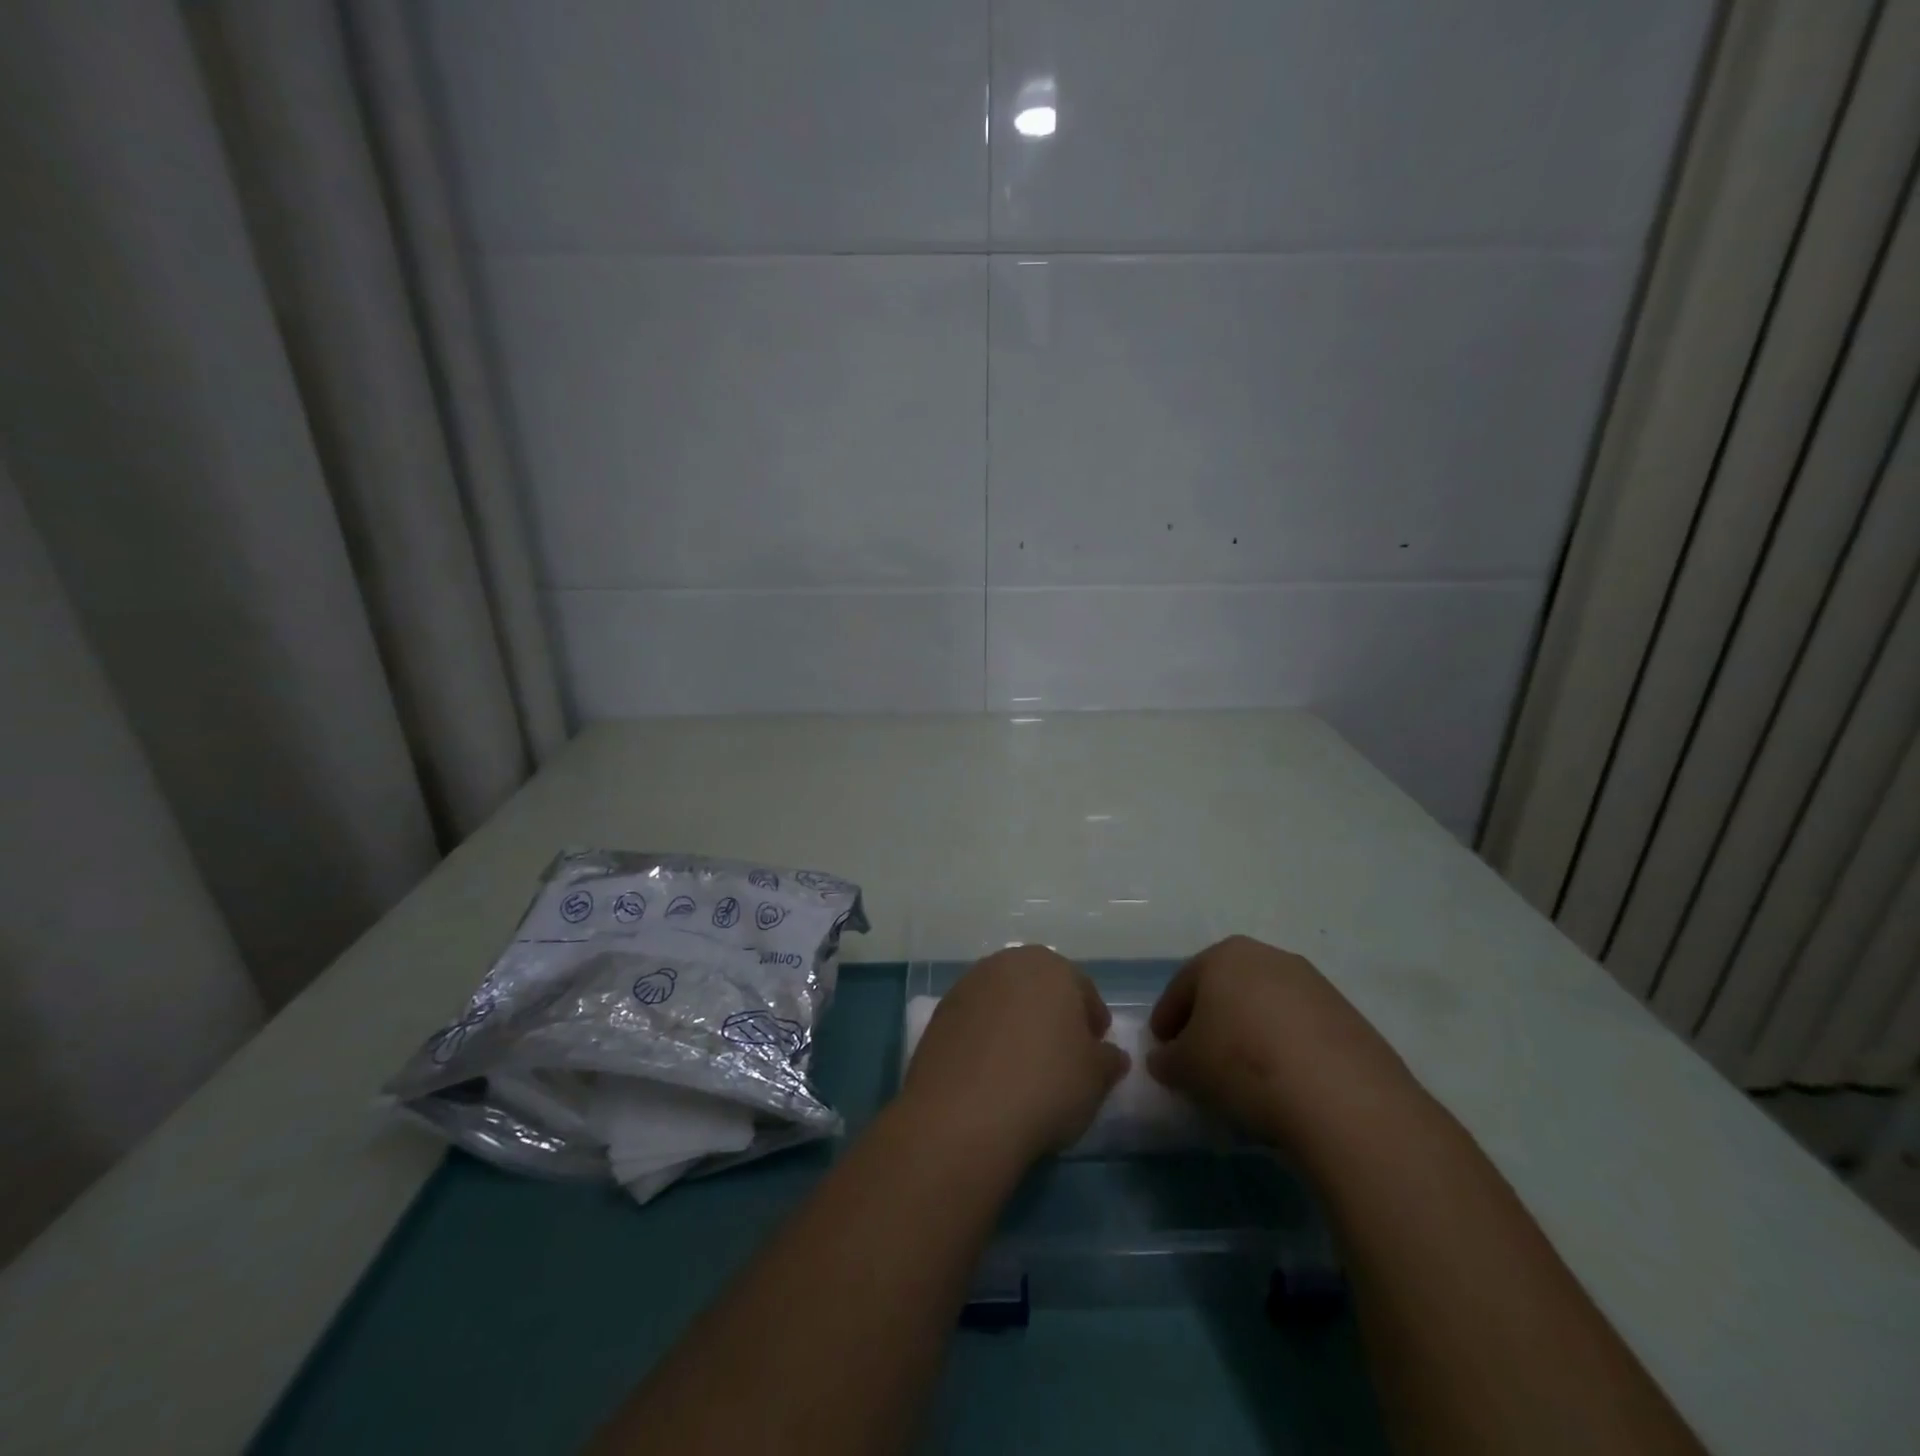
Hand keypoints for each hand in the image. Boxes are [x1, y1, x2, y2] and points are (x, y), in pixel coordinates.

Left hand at [900, 945, 1129, 1167]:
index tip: (1096, 1048)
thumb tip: (1110, 1055)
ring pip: (1003, 1001)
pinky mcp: (939, 1013)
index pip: (1081, 988)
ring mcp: (968, 985)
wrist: (964, 1113)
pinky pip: (974, 1021)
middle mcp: (1007, 963)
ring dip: (1015, 1024)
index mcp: (1050, 967)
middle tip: (1061, 1054)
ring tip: (1023, 1066)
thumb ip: (1107, 1060)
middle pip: (1038, 987)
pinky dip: (985, 1039)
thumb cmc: (1046, 1085)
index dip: (1092, 1019)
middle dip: (1052, 1014)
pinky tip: (990, 1073)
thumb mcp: (1096, 1079)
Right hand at [1148, 936, 1421, 1156]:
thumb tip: (1165, 1059)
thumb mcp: (1186, 1067)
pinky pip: (1301, 1029)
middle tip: (1198, 1057)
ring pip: (1265, 1007)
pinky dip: (1285, 1048)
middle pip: (1226, 989)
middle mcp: (1269, 957)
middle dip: (1209, 1020)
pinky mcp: (1348, 1017)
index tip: (1161, 1048)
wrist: (1342, 1097)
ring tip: (1244, 1075)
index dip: (1166, 1018)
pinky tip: (1283, 1082)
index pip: (1182, 985)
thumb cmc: (1243, 1064)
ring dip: (1249, 1033)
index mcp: (1224, 956)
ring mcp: (1313, 984)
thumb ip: (1167, 1059)